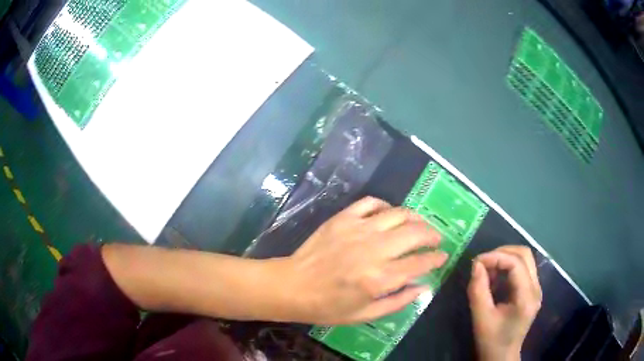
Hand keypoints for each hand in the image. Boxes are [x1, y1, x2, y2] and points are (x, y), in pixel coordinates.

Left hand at [277, 196, 446, 324]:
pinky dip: (385, 206)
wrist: (292, 286)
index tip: (442, 256)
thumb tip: (424, 286)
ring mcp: (357, 230)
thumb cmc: (328, 306)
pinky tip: (389, 214)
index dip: (436, 258)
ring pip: (398, 214)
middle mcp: (373, 250)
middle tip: (436, 239)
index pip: (419, 263)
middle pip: (415, 233)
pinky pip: (371, 202)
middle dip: (432, 234)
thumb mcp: (365, 314)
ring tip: (420, 224)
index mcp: (379, 279)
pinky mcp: (343, 219)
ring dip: (415, 218)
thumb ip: (398, 301)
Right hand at [467, 246, 541, 360]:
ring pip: (525, 258)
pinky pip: (522, 268)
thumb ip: (478, 290)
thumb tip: (475, 265)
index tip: (475, 262)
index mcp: (527, 297)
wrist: (502, 356)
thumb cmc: (491, 341)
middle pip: (525, 254)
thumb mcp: (481, 318)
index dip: (496, 257)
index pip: (516, 264)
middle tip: (482, 262)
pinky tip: (495, 278)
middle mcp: (536, 288)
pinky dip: (507, 267)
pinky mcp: (531, 290)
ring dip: (505, 258)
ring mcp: (536, 288)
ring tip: (487, 270)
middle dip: (502, 252)